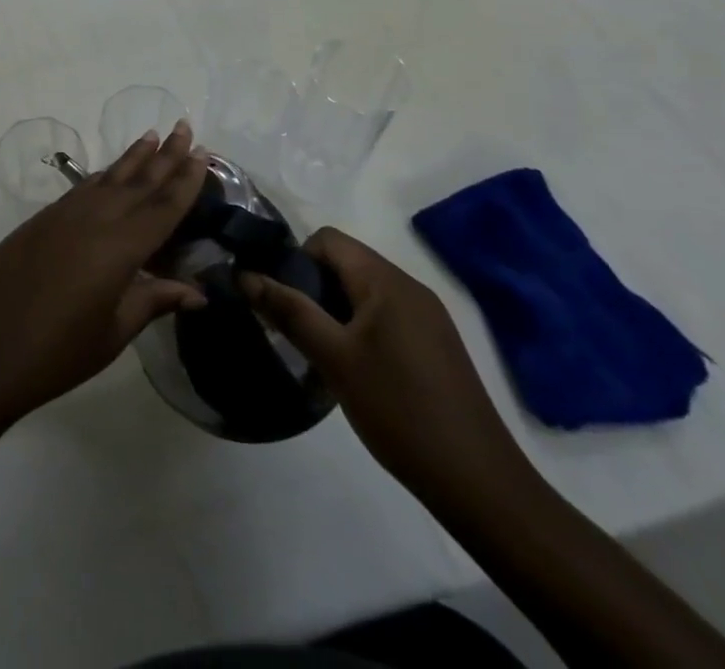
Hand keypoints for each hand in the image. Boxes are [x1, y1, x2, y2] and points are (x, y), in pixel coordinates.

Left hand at [0, 122, 209, 429]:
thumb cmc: (56, 353)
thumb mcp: (112, 332)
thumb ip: (152, 301)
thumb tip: (198, 291)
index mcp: (118, 248)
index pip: (162, 207)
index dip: (186, 180)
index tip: (204, 152)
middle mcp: (92, 220)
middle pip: (137, 182)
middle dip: (164, 155)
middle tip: (185, 127)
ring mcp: (62, 216)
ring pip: (107, 178)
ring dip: (132, 158)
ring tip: (151, 136)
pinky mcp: (40, 221)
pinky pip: (82, 189)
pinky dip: (102, 176)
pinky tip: (109, 173)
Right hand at [240, 227, 536, 512]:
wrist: (480, 484)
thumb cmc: (400, 410)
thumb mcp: (333, 358)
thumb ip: (288, 310)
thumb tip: (244, 275)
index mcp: (386, 281)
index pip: (327, 240)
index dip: (295, 260)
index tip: (280, 300)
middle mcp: (409, 288)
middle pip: (345, 263)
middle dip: (311, 286)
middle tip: (291, 328)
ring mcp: (427, 317)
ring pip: (362, 292)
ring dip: (332, 310)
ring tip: (316, 351)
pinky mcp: (435, 345)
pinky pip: (384, 316)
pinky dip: (358, 328)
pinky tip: (352, 369)